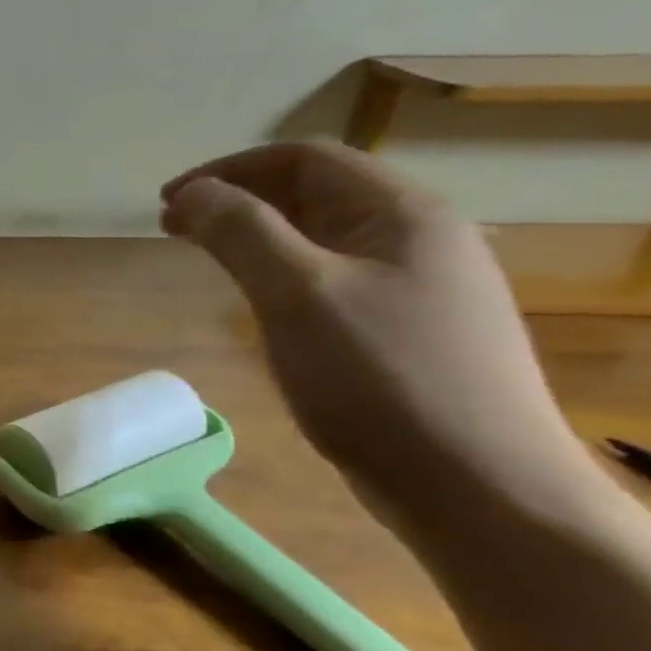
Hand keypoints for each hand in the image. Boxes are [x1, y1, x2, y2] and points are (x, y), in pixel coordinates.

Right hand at [161, 142, 591, 527]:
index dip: (228, 170)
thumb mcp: (298, 295)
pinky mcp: (404, 331)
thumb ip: (240, 232)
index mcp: (402, 215)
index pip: (304, 160)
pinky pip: (330, 279)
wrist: (481, 491)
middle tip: (174, 228)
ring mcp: (416, 288)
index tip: (169, 202)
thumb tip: (191, 193)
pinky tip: (259, 301)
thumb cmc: (383, 380)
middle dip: (236, 200)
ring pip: (319, 238)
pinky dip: (279, 272)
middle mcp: (416, 239)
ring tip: (206, 257)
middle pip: (313, 193)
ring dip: (255, 236)